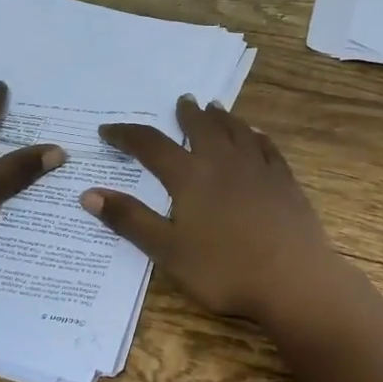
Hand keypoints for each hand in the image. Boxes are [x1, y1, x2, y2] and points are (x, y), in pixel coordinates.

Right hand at [81, 96, 347, 324]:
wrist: (294, 279)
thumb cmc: (224, 270)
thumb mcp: (168, 251)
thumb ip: (130, 220)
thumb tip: (89, 193)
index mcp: (189, 176)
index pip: (150, 145)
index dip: (126, 135)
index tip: (107, 130)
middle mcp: (222, 161)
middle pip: (201, 127)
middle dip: (187, 114)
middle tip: (182, 101)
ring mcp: (258, 168)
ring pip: (236, 131)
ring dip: (222, 117)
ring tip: (215, 108)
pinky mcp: (285, 180)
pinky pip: (267, 147)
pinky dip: (256, 136)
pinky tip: (257, 135)